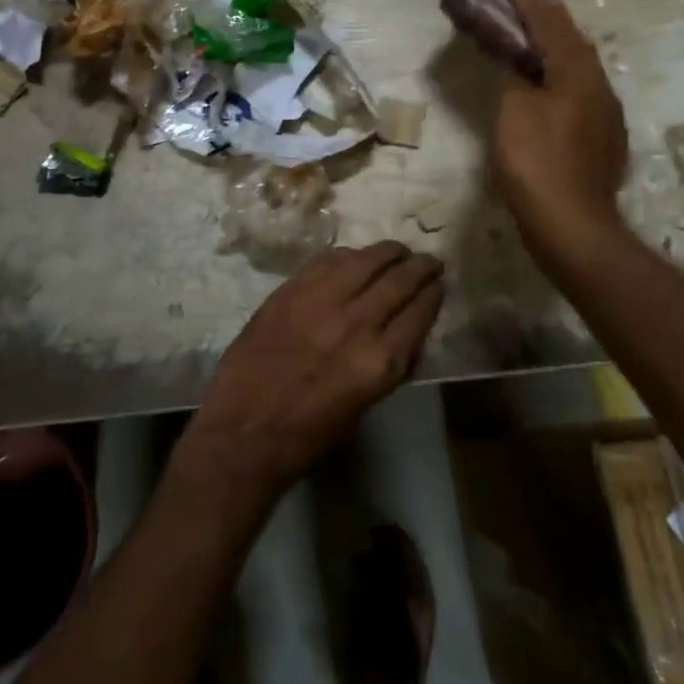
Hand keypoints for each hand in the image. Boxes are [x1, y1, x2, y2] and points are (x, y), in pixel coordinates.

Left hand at [185, 243, 443, 496]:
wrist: (245, 430)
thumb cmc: (309, 432)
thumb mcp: (366, 402)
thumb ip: (390, 361)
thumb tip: (407, 328)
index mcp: (380, 361)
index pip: (419, 312)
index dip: (433, 294)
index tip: (438, 285)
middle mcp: (357, 323)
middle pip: (399, 280)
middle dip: (419, 267)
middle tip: (428, 260)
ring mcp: (320, 301)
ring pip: (365, 260)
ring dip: (387, 252)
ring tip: (397, 251)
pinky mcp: (290, 290)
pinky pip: (327, 260)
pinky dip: (347, 255)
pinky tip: (354, 256)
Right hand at [491, 0, 631, 281]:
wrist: (572, 225)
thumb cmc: (537, 162)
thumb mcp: (514, 111)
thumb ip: (514, 77)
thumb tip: (515, 62)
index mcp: (579, 73)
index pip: (553, 23)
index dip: (529, 3)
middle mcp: (599, 86)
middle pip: (571, 42)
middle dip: (543, 22)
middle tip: (514, 11)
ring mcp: (605, 115)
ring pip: (577, 68)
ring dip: (551, 50)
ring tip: (524, 44)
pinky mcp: (601, 139)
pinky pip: (577, 93)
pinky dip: (555, 79)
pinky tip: (541, 89)